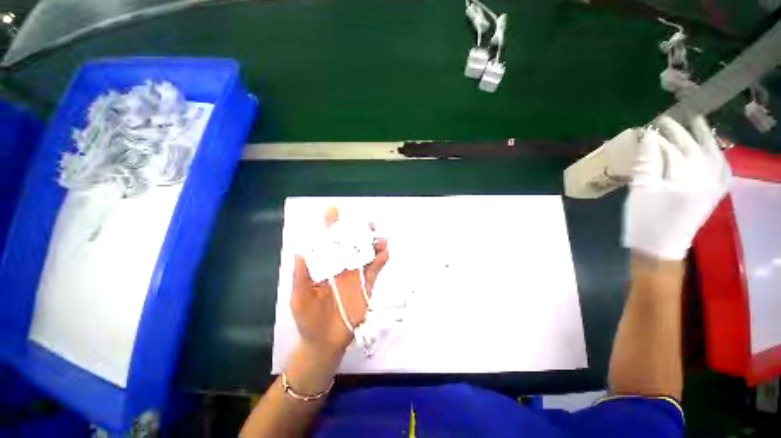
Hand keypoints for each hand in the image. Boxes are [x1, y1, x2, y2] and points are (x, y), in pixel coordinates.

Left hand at [290, 206, 388, 356]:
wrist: (325, 341)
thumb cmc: (308, 318)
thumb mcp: (299, 298)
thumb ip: (301, 276)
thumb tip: (300, 251)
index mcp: (325, 264)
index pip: (328, 241)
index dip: (331, 225)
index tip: (334, 209)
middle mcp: (342, 264)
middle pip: (352, 243)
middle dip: (359, 230)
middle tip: (367, 224)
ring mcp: (356, 274)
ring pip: (367, 252)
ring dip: (374, 243)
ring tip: (380, 238)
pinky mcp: (367, 284)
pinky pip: (376, 269)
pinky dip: (381, 259)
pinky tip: (384, 254)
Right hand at [623, 115, 729, 259]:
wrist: (660, 249)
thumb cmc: (644, 222)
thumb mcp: (639, 193)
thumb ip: (645, 165)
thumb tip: (647, 139)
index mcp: (684, 182)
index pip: (671, 152)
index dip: (658, 139)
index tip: (647, 129)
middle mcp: (705, 181)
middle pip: (693, 149)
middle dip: (679, 133)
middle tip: (666, 120)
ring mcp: (713, 188)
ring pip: (713, 155)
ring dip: (704, 138)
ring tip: (696, 123)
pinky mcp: (715, 195)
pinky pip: (723, 171)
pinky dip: (719, 157)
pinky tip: (714, 150)